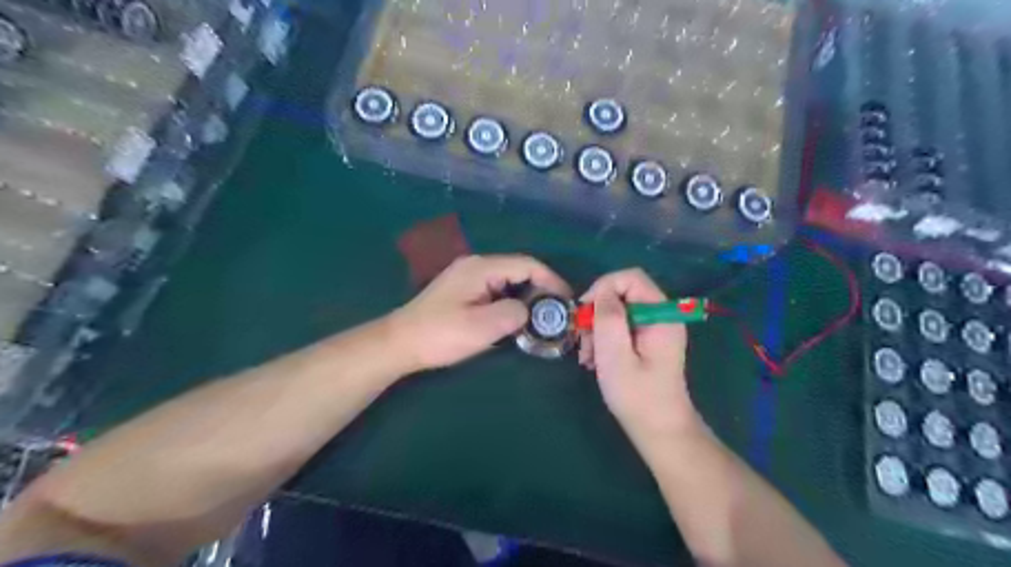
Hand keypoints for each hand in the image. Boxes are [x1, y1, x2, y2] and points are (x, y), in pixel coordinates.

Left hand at [391, 255, 571, 372]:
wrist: (400, 343)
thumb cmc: (440, 335)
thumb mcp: (481, 327)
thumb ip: (513, 313)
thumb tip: (527, 310)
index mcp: (482, 268)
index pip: (527, 265)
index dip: (551, 280)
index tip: (567, 301)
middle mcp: (476, 265)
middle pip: (518, 270)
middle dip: (541, 289)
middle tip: (555, 313)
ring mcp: (468, 277)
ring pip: (508, 281)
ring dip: (526, 297)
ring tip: (540, 318)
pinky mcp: (463, 290)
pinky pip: (496, 289)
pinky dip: (511, 301)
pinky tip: (515, 318)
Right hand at [580, 268, 699, 446]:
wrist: (659, 430)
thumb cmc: (638, 396)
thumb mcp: (616, 355)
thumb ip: (609, 318)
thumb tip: (601, 292)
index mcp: (661, 315)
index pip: (631, 278)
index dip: (603, 287)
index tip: (584, 311)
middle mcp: (661, 316)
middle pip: (622, 294)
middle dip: (597, 313)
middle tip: (584, 341)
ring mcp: (654, 329)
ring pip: (618, 311)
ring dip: (597, 329)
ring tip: (588, 357)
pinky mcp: (647, 341)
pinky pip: (621, 327)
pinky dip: (604, 339)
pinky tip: (595, 360)